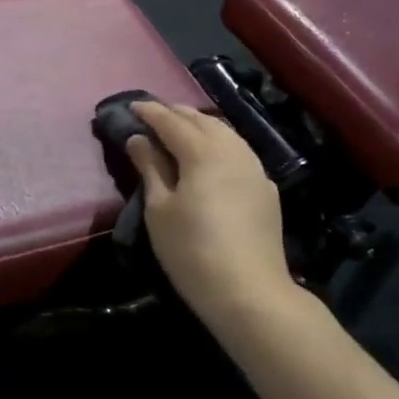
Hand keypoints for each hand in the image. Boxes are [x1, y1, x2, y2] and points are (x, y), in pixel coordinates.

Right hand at [126, 101, 293, 319]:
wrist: (250, 292)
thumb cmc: (192, 250)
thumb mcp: (159, 208)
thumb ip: (150, 167)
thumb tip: (139, 138)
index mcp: (202, 151)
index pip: (171, 120)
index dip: (150, 111)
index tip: (131, 106)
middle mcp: (232, 150)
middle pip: (201, 120)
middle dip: (176, 114)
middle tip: (153, 116)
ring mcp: (254, 168)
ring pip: (225, 133)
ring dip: (200, 125)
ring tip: (180, 131)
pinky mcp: (266, 189)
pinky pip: (239, 152)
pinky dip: (219, 144)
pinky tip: (211, 157)